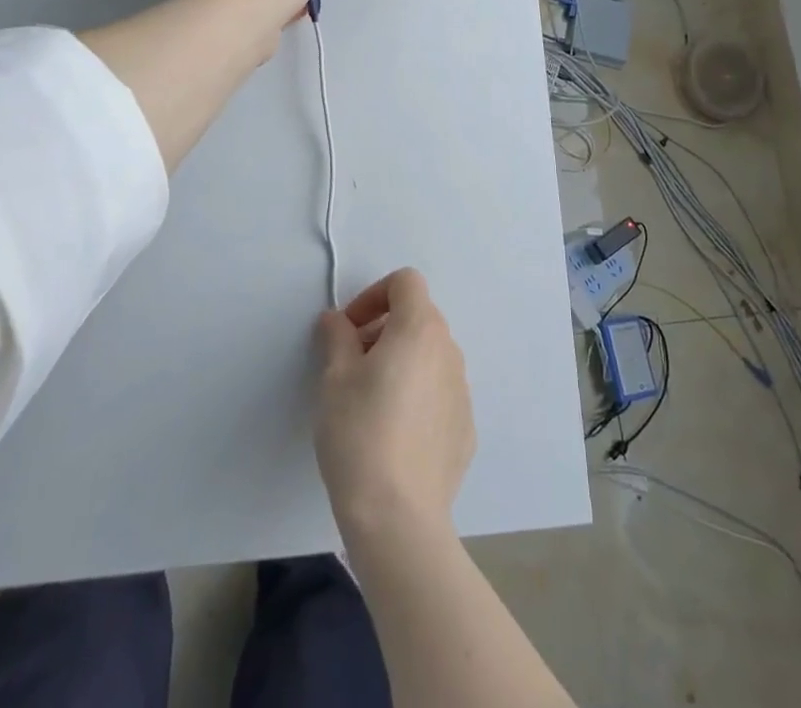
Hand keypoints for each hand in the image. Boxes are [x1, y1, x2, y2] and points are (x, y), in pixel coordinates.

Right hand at [314, 269, 475, 548]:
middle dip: (383, 328)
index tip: (349, 327)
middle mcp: (449, 350)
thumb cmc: (360, 434)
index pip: (405, 282)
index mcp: (420, 328)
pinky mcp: (466, 427)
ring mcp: (462, 389)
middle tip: (350, 363)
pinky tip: (393, 433)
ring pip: (429, 355)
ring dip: (400, 360)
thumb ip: (336, 336)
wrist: (399, 518)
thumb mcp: (334, 378)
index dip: (373, 294)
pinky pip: (438, 392)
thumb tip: (336, 320)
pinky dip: (416, 394)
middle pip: (418, 317)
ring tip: (368, 401)